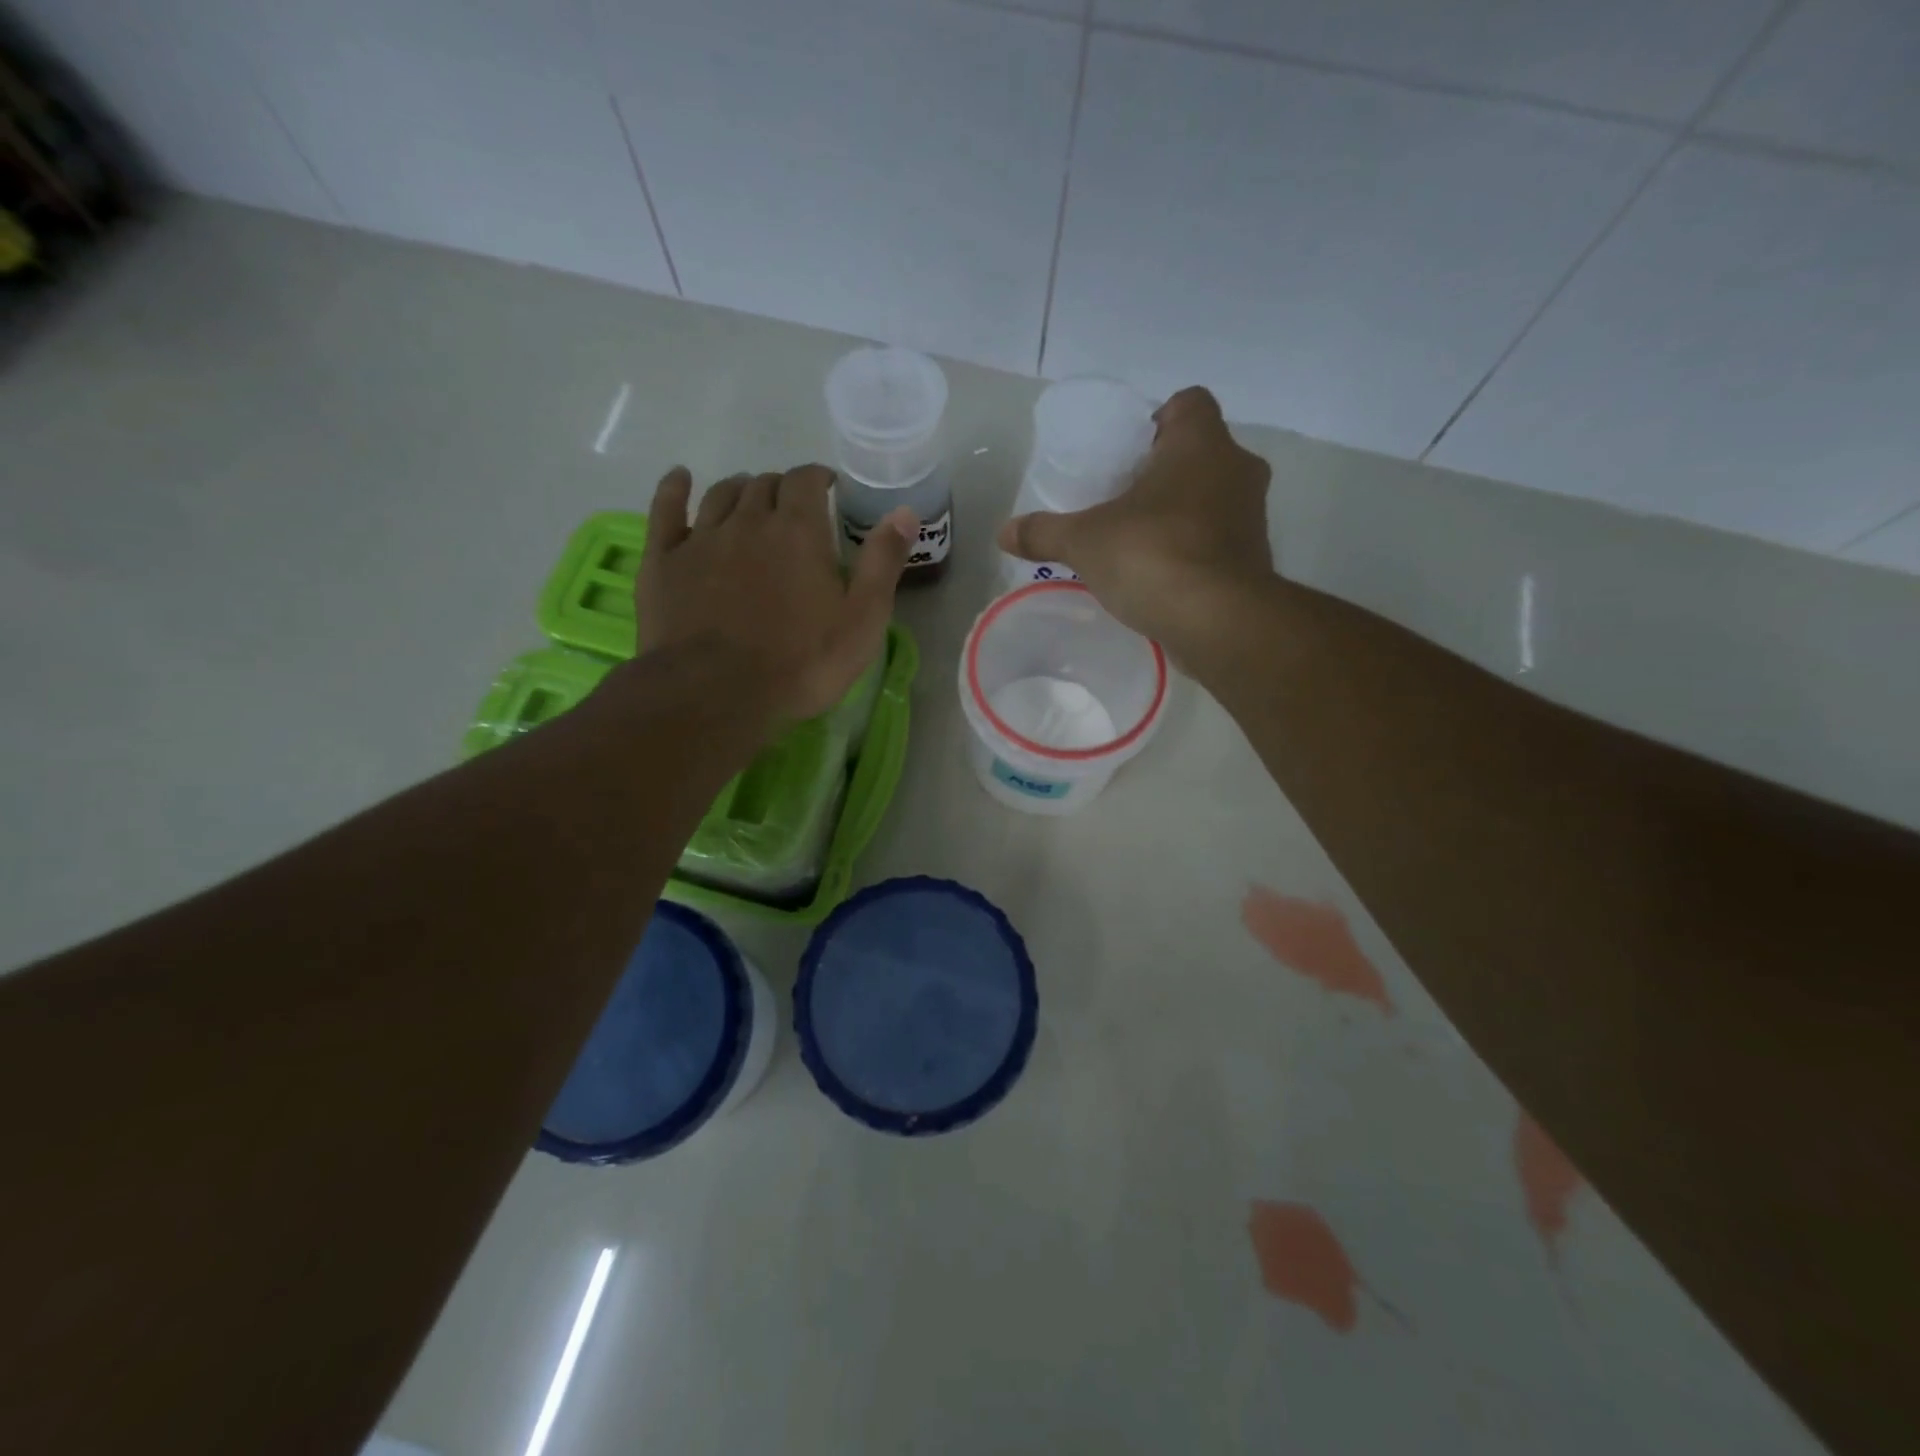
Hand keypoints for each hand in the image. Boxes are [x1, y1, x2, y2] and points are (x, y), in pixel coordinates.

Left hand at [638, 464, 914, 725]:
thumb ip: (882, 563)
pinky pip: (666, 509)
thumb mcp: (862, 621)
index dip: (818, 477)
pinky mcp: (663, 561)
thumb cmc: (801, 663)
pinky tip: (679, 478)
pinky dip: (674, 488)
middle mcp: (749, 521)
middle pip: (764, 485)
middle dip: (782, 489)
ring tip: (750, 498)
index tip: (827, 488)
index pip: (806, 480)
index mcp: (799, 531)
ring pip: (721, 494)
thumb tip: (904, 511)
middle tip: (793, 508)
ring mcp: (701, 538)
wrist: (716, 694)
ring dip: (740, 489)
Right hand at [998, 386, 1272, 661]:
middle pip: (1200, 452)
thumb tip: (1003, 532)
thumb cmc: (1152, 556)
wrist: (1219, 621)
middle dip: (1164, 471)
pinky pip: (1220, 538)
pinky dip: (1195, 548)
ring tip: (1139, 539)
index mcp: (1200, 443)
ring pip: (1213, 496)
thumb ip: (1044, 532)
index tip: (1127, 453)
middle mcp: (1236, 468)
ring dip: (1182, 511)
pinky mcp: (1255, 558)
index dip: (1158, 420)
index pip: (1188, 403)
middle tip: (1123, 498)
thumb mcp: (1085, 542)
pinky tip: (1161, 573)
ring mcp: (1252, 515)